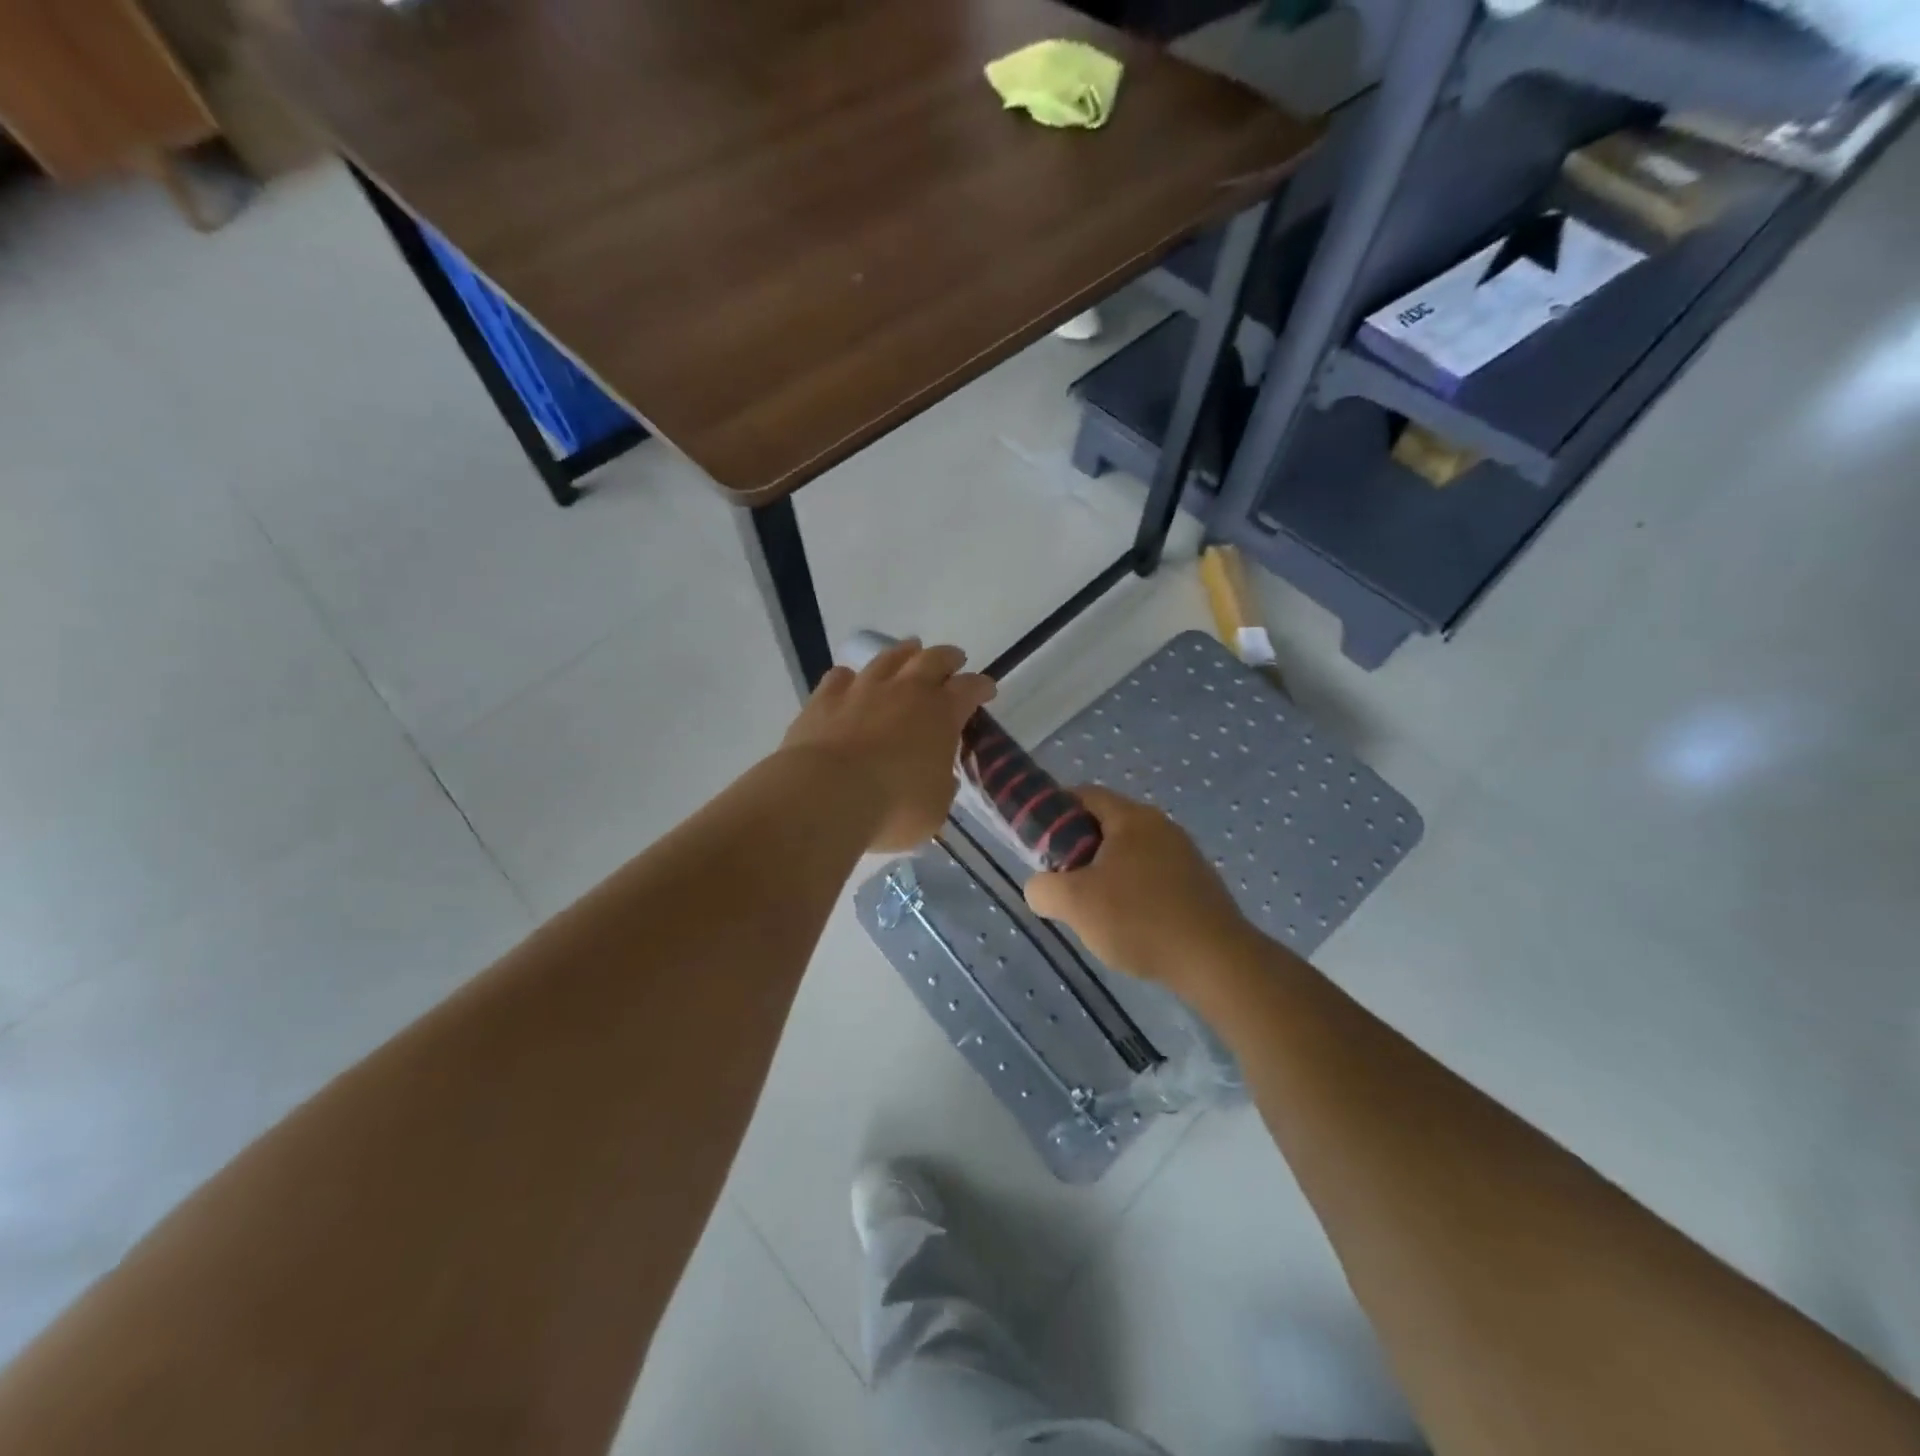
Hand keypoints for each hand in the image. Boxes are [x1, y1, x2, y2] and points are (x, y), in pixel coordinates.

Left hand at [780, 639, 995, 852]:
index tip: (987, 689)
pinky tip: (850, 680)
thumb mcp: (935, 808)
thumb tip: (938, 774)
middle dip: (948, 658)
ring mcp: (862, 689)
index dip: (981, 687)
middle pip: (933, 659)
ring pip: (888, 658)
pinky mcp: (824, 698)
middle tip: (954, 659)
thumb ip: (941, 784)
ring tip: (910, 650)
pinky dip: (851, 677)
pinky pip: (840, 676)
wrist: (826, 796)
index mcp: (941, 714)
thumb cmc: (893, 808)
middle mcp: (905, 690)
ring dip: (904, 653)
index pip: (970, 689)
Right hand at [1025, 786, 1251, 987]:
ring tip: (1095, 910)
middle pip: (1108, 826)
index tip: (1039, 842)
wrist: (1216, 961)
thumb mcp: (1074, 904)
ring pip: (1131, 854)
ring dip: (1107, 874)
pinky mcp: (1199, 885)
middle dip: (1080, 849)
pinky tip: (1130, 925)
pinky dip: (1134, 892)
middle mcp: (1162, 826)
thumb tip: (1040, 887)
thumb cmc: (1139, 919)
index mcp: (1132, 818)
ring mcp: (1186, 855)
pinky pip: (1154, 877)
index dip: (1055, 811)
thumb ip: (1043, 888)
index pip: (1085, 795)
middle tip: (1063, 881)